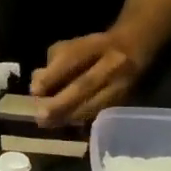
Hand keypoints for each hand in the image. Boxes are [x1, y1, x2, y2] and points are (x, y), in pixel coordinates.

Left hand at [29, 32, 143, 125]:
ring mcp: (123, 83)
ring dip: (69, 117)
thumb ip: (53, 63)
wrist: (136, 47)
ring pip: (94, 104)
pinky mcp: (125, 100)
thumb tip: (37, 87)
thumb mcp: (72, 46)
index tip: (35, 90)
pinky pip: (100, 114)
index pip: (73, 58)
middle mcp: (114, 63)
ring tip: (50, 124)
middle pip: (85, 84)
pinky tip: (65, 125)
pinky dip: (81, 121)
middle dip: (60, 103)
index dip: (53, 75)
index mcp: (97, 45)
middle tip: (40, 117)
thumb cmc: (94, 49)